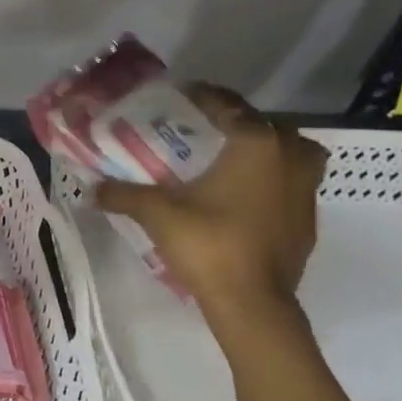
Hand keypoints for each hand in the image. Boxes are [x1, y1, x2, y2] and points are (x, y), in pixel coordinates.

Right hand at [97, 85, 326, 320]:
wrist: (253, 303)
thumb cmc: (209, 245)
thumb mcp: (158, 215)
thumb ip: (125, 194)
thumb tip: (92, 188)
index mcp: (257, 143)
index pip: (228, 105)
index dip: (201, 97)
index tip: (178, 98)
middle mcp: (291, 155)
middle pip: (262, 124)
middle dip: (232, 124)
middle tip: (199, 133)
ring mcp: (307, 187)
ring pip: (287, 152)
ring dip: (260, 150)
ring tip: (226, 161)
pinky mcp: (309, 216)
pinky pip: (290, 182)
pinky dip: (270, 179)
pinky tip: (242, 195)